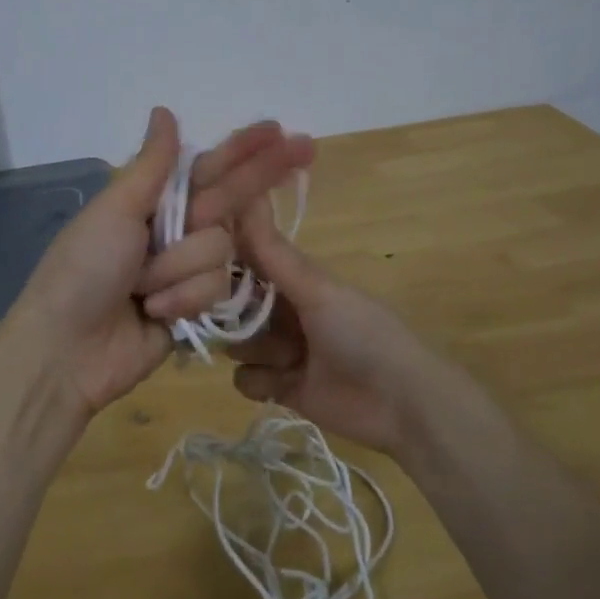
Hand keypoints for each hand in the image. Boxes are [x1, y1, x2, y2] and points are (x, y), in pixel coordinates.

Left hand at [6, 107, 314, 431]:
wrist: (66, 350)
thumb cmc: (84, 270)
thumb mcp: (115, 210)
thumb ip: (152, 165)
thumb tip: (164, 111)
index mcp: (152, 203)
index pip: (208, 169)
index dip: (242, 150)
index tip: (278, 130)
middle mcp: (174, 232)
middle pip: (231, 201)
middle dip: (260, 177)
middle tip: (307, 147)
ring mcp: (186, 272)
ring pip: (223, 250)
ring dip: (181, 268)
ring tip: (143, 288)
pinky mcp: (196, 309)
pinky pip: (217, 290)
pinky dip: (184, 300)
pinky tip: (156, 313)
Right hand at [228, 203, 454, 456]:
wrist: (401, 405)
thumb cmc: (363, 335)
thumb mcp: (317, 289)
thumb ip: (273, 252)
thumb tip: (244, 194)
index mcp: (295, 280)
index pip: (246, 260)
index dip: (221, 261)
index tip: (198, 262)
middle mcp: (284, 311)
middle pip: (233, 305)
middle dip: (229, 311)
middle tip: (234, 316)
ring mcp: (282, 351)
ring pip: (236, 342)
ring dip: (250, 348)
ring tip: (282, 357)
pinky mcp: (280, 388)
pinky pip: (246, 379)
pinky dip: (260, 381)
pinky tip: (284, 384)